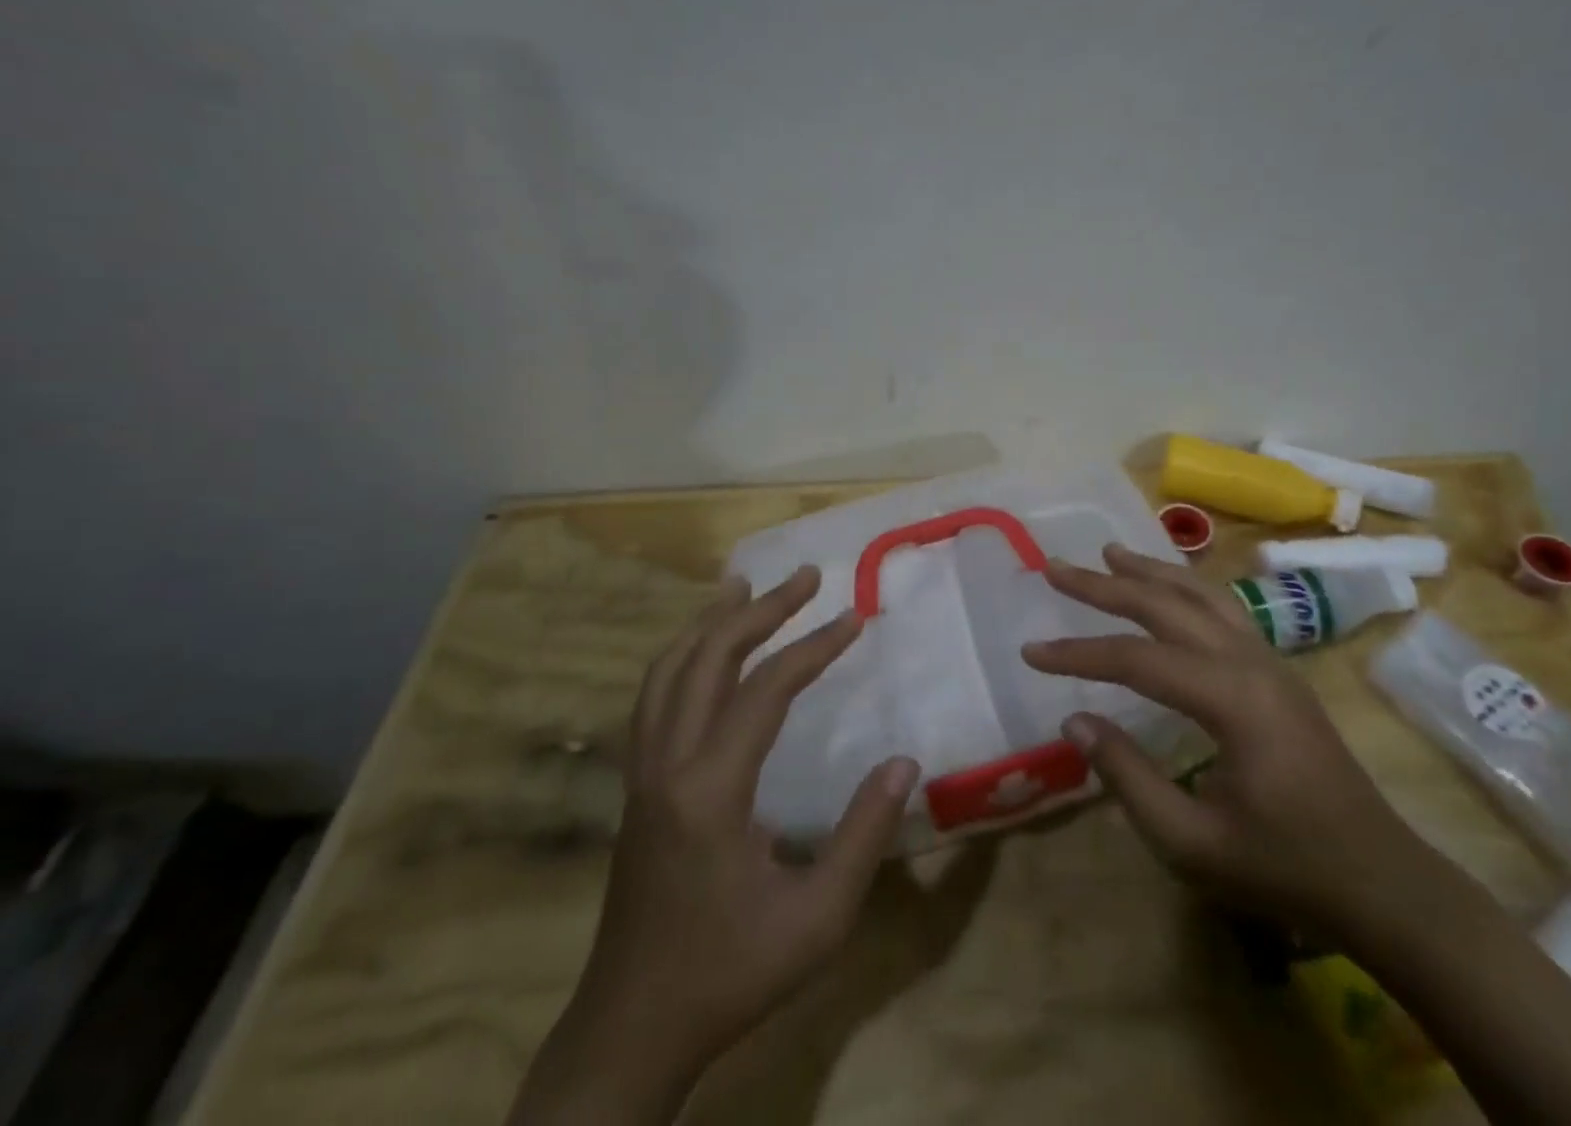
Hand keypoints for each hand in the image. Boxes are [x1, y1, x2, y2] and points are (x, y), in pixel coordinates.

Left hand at [511, 566, 918, 1125]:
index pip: (766, 690)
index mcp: (710, 790)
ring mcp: (642, 772)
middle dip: (761, 609)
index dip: (814, 647)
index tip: (854, 618)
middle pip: (708, 659)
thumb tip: (904, 763)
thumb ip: (863, 836)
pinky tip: (704, 652)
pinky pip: (654, 697)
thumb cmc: (730, 974)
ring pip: (668, 671)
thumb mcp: (817, 919)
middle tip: (806, 576)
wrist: (631, 1030)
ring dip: (710, 622)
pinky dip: (683, 656)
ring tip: (744, 586)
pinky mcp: (635, 786)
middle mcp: (667, 764)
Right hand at [1023, 543, 1424, 935]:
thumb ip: (1128, 777)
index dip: (1078, 654)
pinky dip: (1185, 587)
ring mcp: (1270, 660)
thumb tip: (1073, 720)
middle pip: (1166, 605)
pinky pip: (1223, 608)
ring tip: (1110, 552)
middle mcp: (1250, 660)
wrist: (1380, 881)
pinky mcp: (1278, 670)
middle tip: (1057, 567)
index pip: (1136, 658)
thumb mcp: (1192, 842)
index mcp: (1231, 698)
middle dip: (1106, 585)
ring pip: (1200, 595)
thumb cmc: (1284, 868)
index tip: (1030, 652)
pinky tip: (1170, 589)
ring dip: (1150, 572)